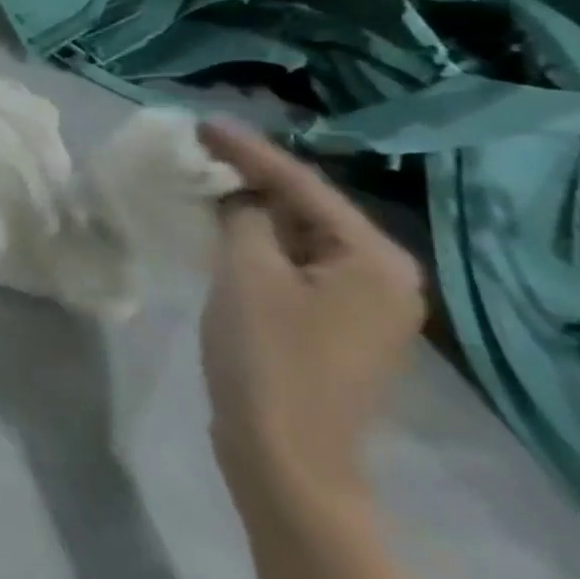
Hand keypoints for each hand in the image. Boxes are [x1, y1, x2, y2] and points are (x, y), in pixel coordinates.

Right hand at [196, 118, 424, 511]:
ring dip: (251, 208)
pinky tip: (222, 227)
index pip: (302, 185)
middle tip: (197, 147)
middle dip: (251, 176)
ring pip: (298, 237)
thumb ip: (244, 217)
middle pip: (307, 208)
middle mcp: (381, 276)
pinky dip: (257, 241)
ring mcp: (361, 305)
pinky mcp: (332, 326)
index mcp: (373, 259)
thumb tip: (237, 194)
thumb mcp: (246, 273)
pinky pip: (293, 264)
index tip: (200, 123)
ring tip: (203, 177)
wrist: (285, 456)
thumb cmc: (267, 358)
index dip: (247, 150)